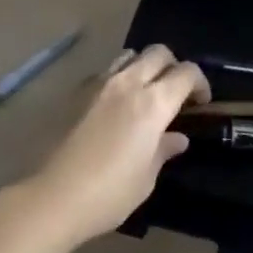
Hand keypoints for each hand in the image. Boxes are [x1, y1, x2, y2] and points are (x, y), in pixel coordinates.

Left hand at [20, 45, 209, 247]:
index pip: (187, 73)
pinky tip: (114, 104)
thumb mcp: (146, 178)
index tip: (201, 103)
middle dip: (174, 66)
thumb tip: (177, 138)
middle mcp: (129, 83)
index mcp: (154, 103)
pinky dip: (118, 78)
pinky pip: (105, 72)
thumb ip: (164, 150)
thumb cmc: (108, 194)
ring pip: (130, 55)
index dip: (200, 83)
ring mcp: (100, 84)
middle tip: (175, 92)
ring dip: (144, 66)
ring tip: (144, 91)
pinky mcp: (77, 93)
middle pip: (159, 53)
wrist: (51, 199)